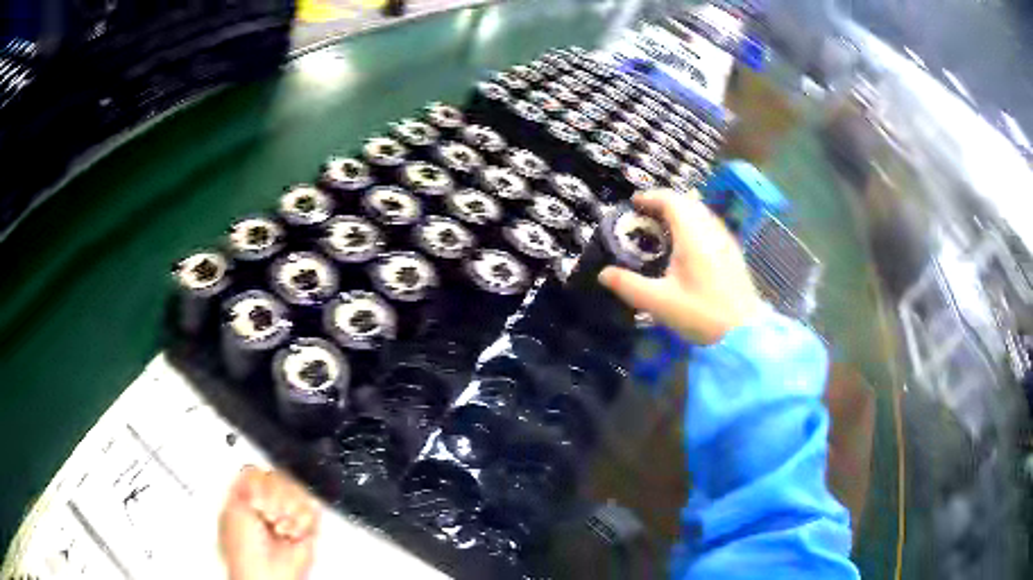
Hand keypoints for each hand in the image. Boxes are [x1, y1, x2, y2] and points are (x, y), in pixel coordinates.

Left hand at [219, 466, 320, 579]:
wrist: (267, 573)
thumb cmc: (244, 549)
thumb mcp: (233, 506)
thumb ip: (244, 482)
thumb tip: (254, 466)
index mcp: (246, 496)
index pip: (259, 470)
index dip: (260, 482)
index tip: (256, 499)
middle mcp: (267, 503)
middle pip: (281, 477)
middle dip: (276, 498)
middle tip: (268, 515)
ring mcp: (287, 515)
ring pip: (299, 491)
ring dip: (289, 511)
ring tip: (280, 528)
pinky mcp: (306, 528)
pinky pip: (314, 509)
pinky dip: (303, 522)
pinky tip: (292, 533)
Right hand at [599, 189, 761, 344]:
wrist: (744, 332)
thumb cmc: (701, 314)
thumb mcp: (659, 303)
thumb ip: (629, 286)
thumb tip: (603, 274)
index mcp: (693, 236)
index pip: (671, 201)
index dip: (651, 197)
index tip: (634, 203)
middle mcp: (711, 231)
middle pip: (688, 201)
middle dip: (665, 201)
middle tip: (646, 213)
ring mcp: (725, 240)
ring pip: (702, 212)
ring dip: (681, 210)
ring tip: (664, 224)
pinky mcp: (733, 252)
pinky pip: (711, 224)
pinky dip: (695, 222)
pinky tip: (689, 242)